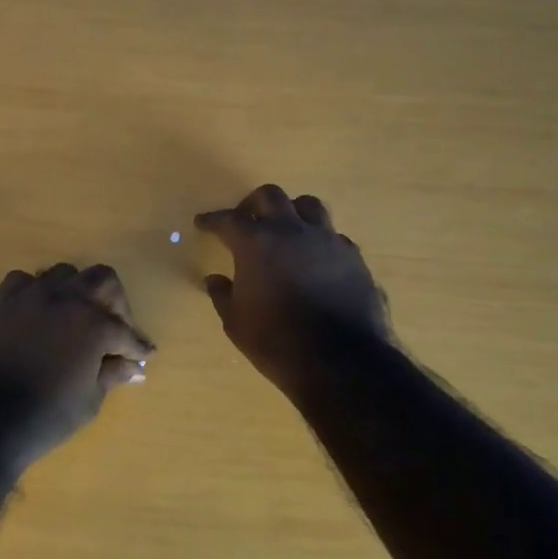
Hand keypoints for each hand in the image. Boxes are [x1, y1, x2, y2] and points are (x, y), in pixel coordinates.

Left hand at [0, 262, 153, 467]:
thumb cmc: (46, 417)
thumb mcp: (89, 400)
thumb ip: (111, 374)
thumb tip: (132, 366)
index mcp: (94, 324)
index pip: (126, 331)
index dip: (138, 346)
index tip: (144, 355)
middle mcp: (66, 299)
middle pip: (102, 279)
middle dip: (115, 303)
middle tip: (115, 329)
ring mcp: (31, 296)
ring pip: (64, 273)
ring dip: (77, 292)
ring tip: (77, 317)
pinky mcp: (3, 302)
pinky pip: (25, 281)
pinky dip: (36, 292)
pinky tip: (39, 313)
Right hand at [196, 185, 389, 398]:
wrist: (341, 362)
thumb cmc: (276, 342)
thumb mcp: (236, 323)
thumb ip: (223, 295)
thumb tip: (214, 280)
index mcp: (257, 242)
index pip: (228, 220)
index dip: (213, 220)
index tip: (203, 223)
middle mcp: (292, 230)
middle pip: (270, 196)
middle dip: (252, 204)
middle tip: (245, 219)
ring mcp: (327, 240)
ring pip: (308, 206)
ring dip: (291, 212)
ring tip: (285, 229)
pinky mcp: (353, 257)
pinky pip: (332, 236)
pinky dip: (317, 240)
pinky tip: (314, 259)